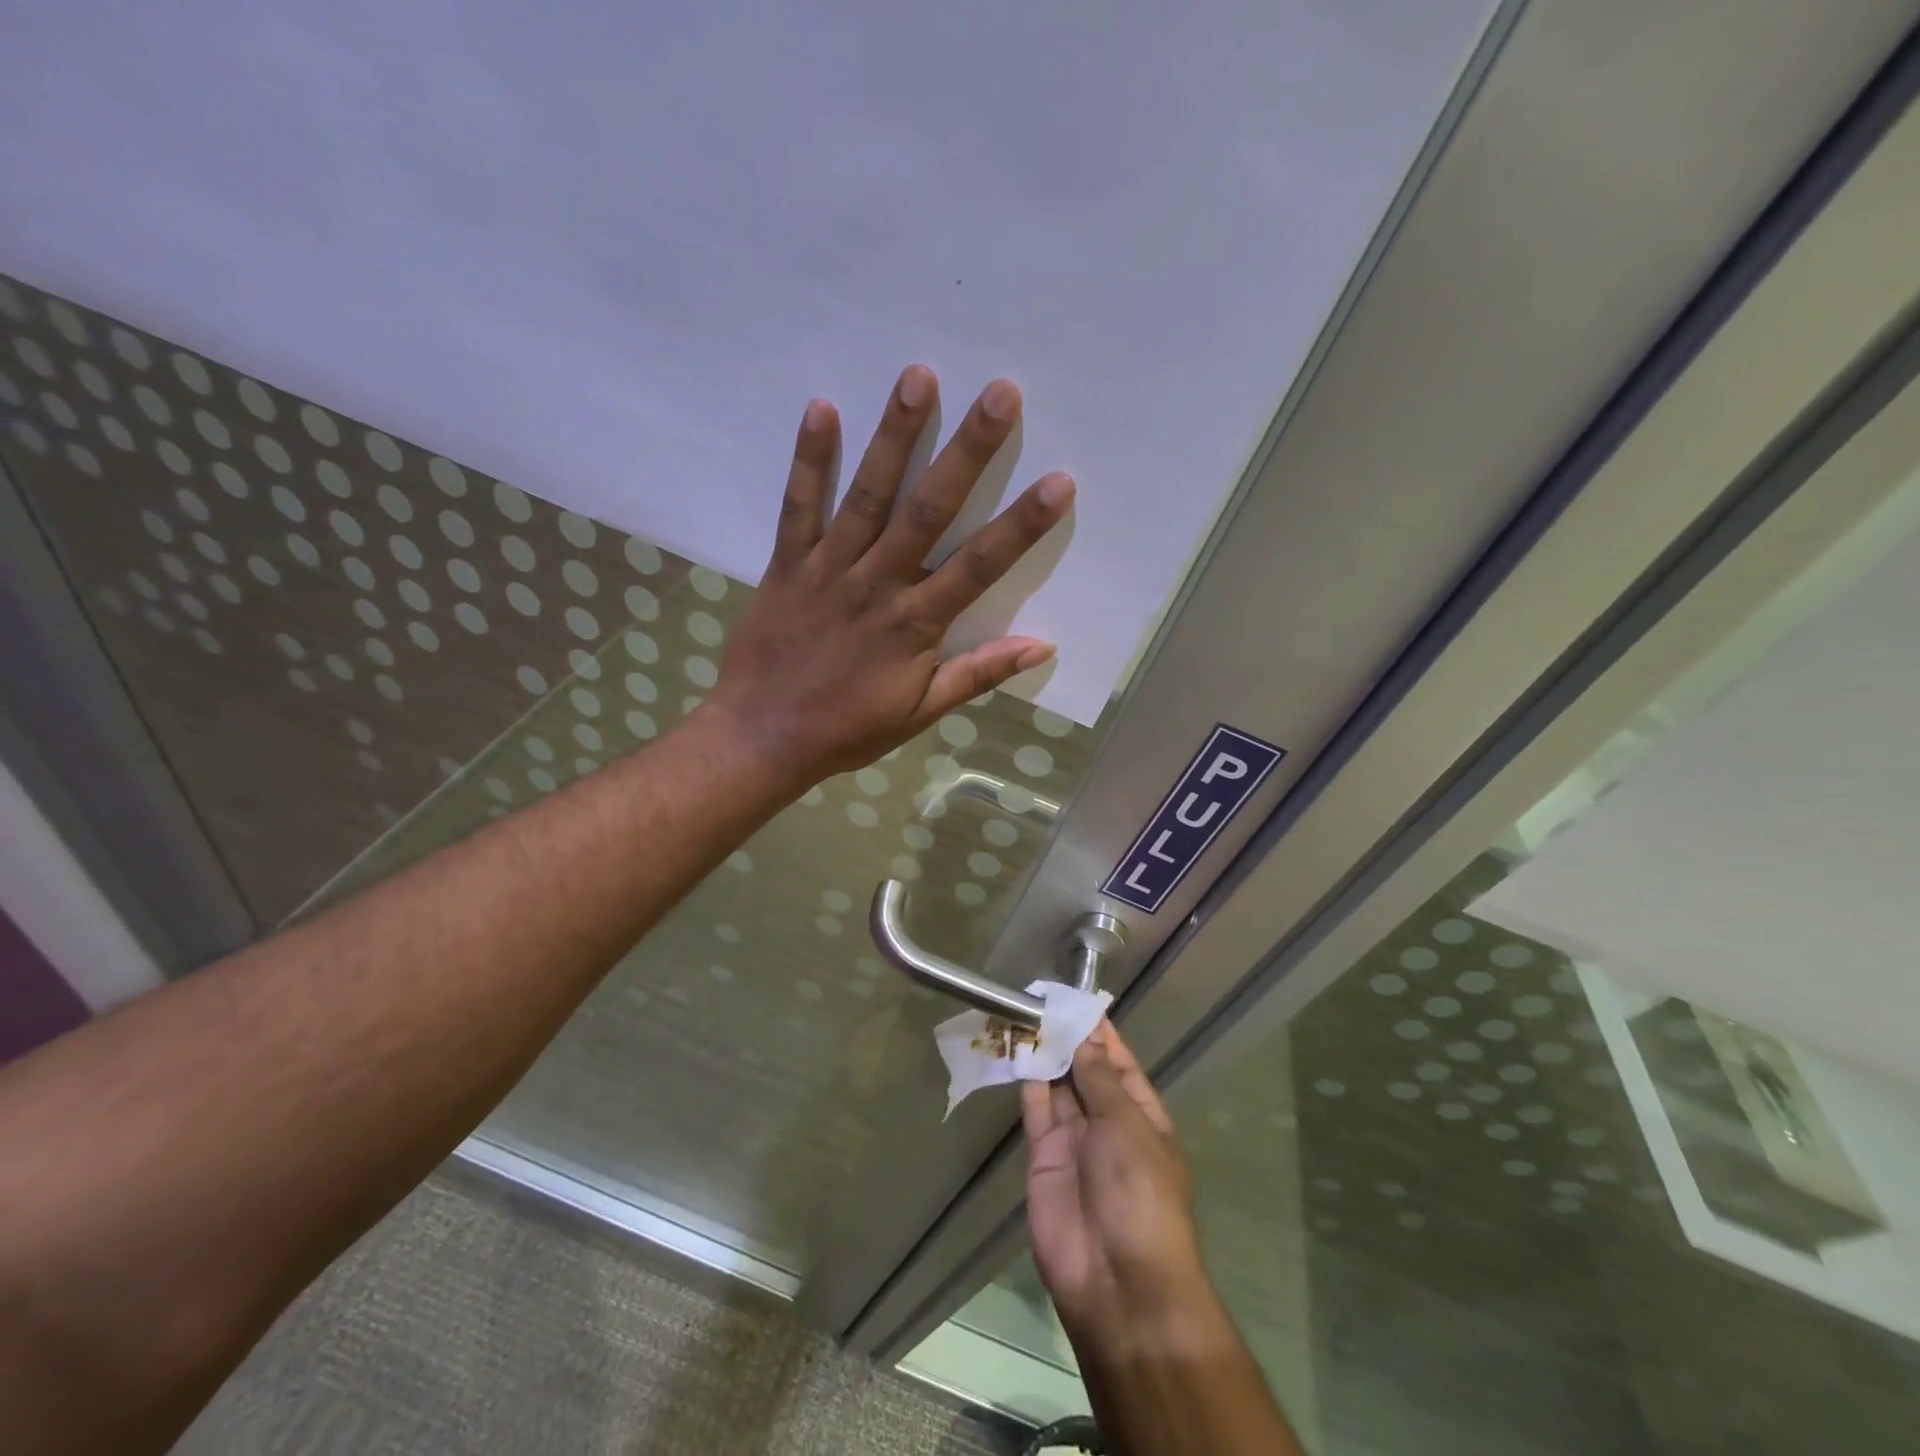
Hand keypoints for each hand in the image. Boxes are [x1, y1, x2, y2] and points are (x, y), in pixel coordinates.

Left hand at [705, 366, 1072, 791]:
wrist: (764, 738)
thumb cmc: (848, 729)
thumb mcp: (921, 712)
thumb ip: (978, 674)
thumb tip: (1042, 646)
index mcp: (916, 624)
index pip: (980, 566)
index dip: (1021, 524)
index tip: (1059, 481)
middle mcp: (877, 585)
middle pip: (929, 511)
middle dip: (967, 451)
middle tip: (1000, 393)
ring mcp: (829, 569)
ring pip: (867, 495)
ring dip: (894, 436)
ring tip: (918, 378)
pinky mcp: (787, 564)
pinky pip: (798, 507)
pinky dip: (809, 460)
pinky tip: (821, 408)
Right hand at [1023, 1022, 1206, 1337]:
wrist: (1117, 1280)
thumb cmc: (1139, 1192)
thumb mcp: (1126, 1125)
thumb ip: (1098, 1079)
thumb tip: (1084, 1036)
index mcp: (1140, 1114)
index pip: (1118, 1061)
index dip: (1098, 1031)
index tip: (1074, 997)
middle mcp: (1107, 1122)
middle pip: (1084, 1070)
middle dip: (1066, 1038)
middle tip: (1039, 998)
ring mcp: (1074, 1140)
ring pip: (1057, 1086)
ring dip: (1043, 1054)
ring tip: (1022, 1014)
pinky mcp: (1043, 1156)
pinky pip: (1035, 1110)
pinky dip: (1027, 1081)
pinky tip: (1016, 1050)